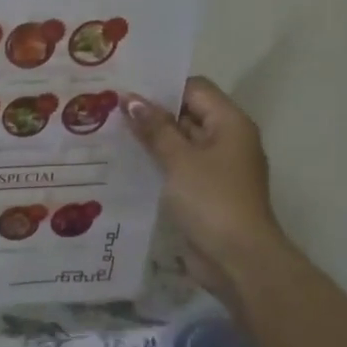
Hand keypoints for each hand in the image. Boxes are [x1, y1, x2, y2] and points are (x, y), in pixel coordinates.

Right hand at [123, 77, 287, 296]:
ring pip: (181, 144)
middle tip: (109, 111)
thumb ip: (155, 128)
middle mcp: (227, 141)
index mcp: (230, 124)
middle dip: (152, 114)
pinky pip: (179, 169)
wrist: (237, 258)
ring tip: (110, 135)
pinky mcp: (205, 193)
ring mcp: (217, 169)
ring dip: (152, 142)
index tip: (125, 91)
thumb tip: (131, 99)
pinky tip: (126, 166)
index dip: (162, 88)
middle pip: (188, 115)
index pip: (195, 89)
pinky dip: (158, 165)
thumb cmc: (211, 200)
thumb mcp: (179, 160)